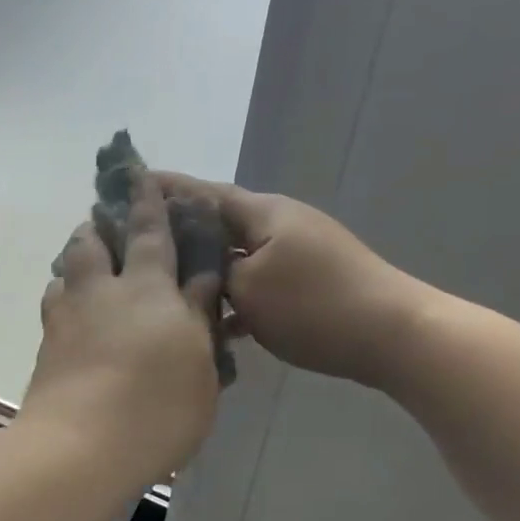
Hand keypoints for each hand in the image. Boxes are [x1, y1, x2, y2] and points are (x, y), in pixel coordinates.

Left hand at [22, 175, 222, 484]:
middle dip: (100, 224)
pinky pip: (54, 308)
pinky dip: (64, 300)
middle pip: (91, 242)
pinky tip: (73, 316)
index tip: (140, 177)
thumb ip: (199, 314)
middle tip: (107, 222)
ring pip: (65, 272)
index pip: (148, 232)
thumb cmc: (157, 407)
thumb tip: (202, 275)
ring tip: (88, 269)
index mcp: (146, 288)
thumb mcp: (199, 363)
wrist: (81, 447)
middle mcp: (100, 292)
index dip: (146, 203)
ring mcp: (66, 319)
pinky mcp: (45, 349)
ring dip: (77, 261)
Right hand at [154, 174, 435, 386]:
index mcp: (264, 213)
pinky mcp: (304, 283)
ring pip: (235, 256)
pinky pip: (256, 283)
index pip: (204, 192)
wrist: (391, 335)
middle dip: (180, 232)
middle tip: (137, 243)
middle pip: (218, 222)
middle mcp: (278, 224)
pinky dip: (234, 297)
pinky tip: (212, 323)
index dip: (167, 189)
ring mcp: (294, 254)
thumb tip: (195, 261)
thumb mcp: (250, 286)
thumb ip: (214, 268)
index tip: (128, 186)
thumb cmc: (314, 305)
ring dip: (206, 269)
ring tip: (165, 283)